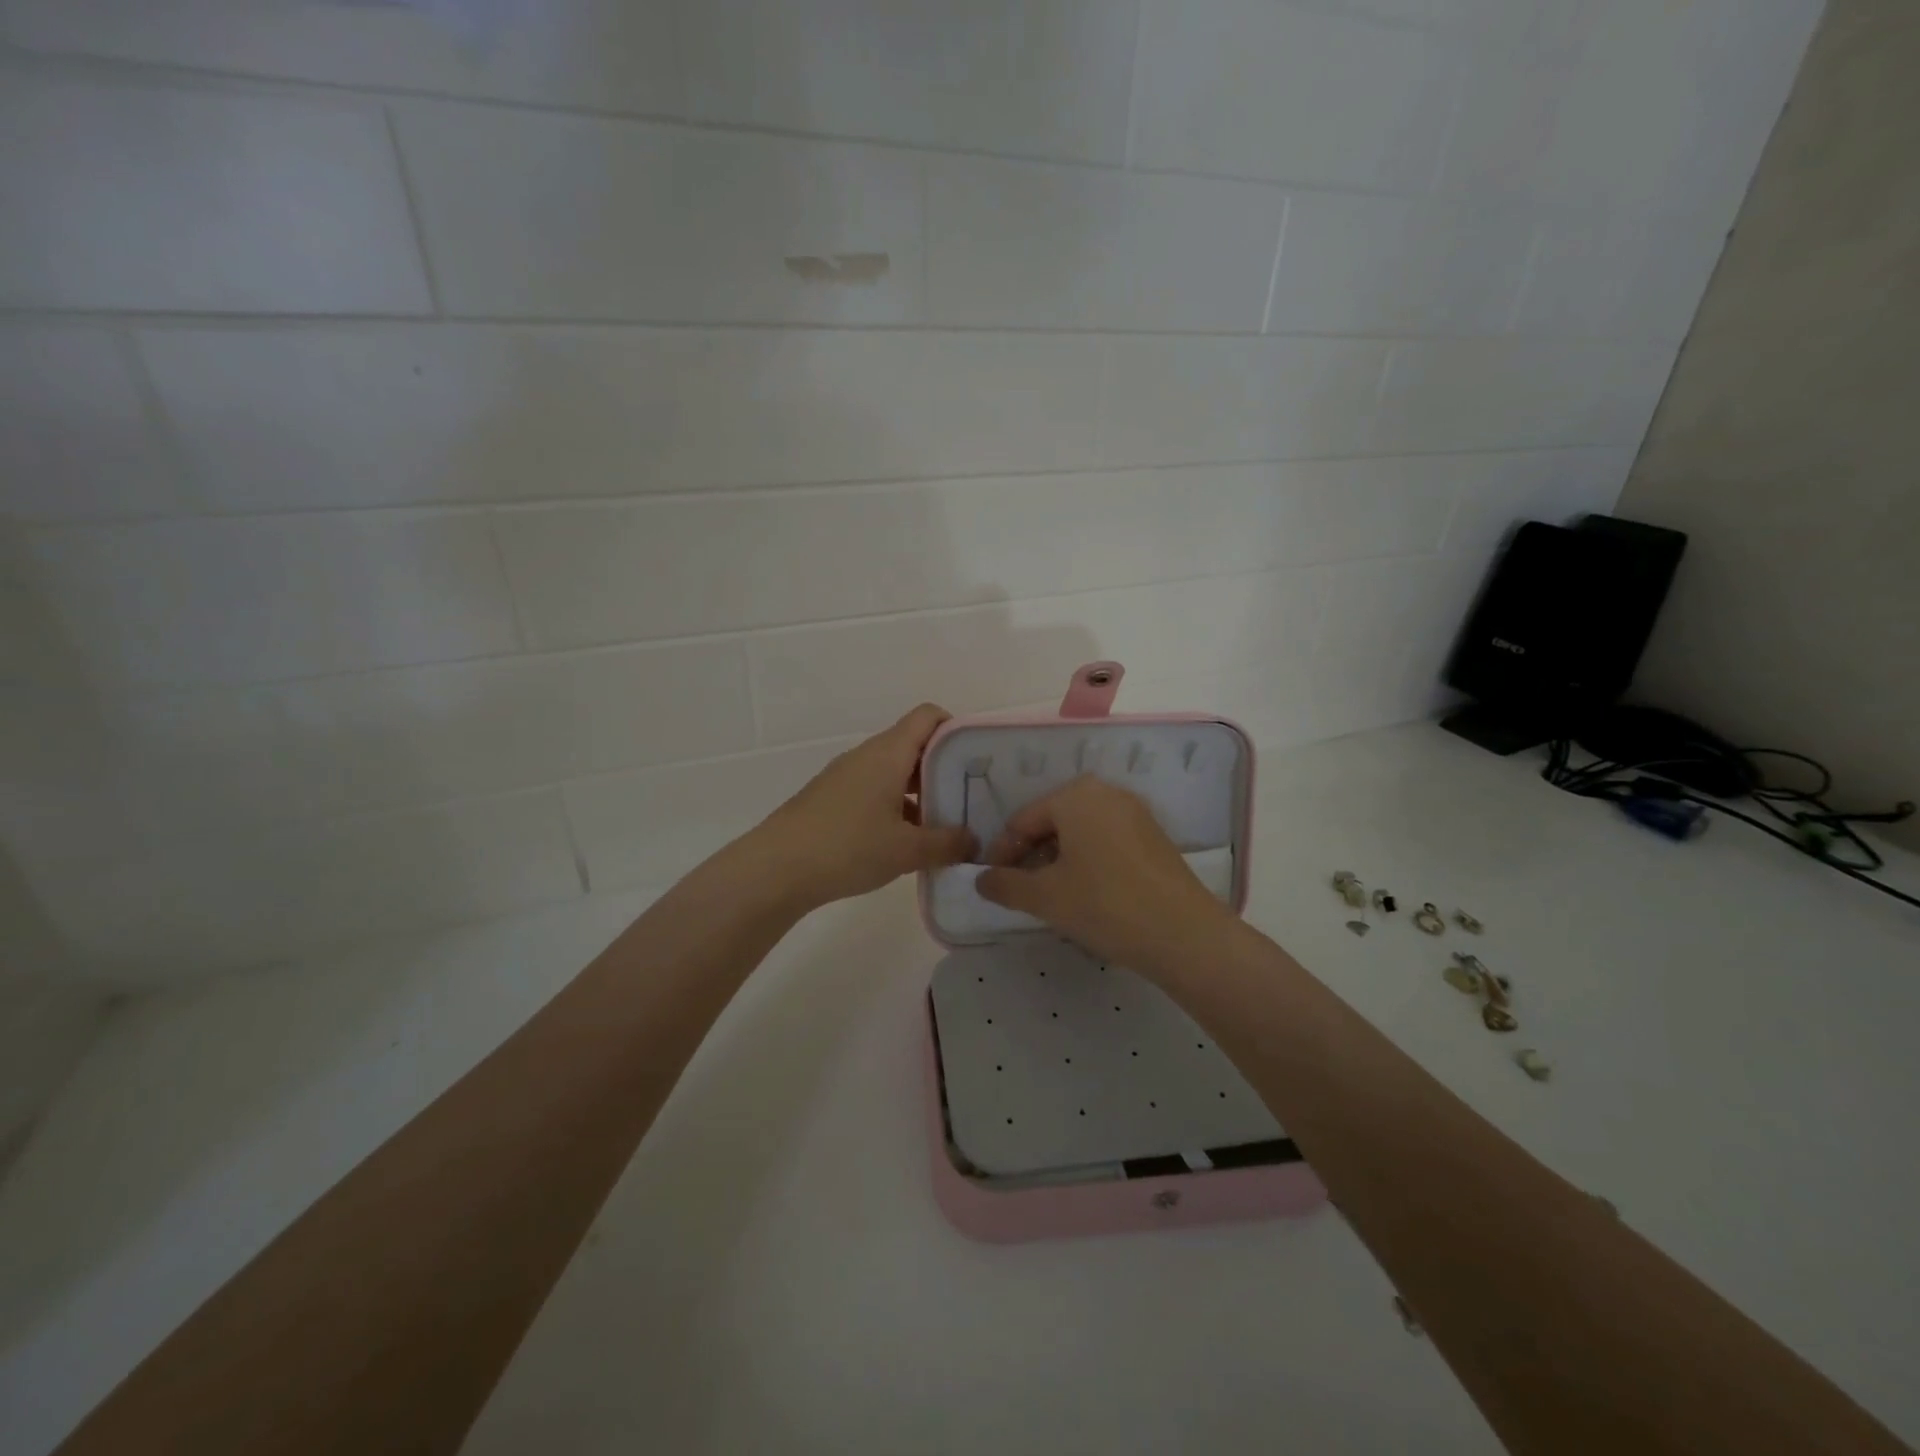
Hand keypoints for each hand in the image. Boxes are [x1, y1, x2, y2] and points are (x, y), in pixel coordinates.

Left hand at [748, 703, 977, 912]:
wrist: (775, 869)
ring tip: (941, 827)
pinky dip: (895, 807)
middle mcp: (867, 756)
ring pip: (894, 772)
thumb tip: (972, 840)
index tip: (976, 760)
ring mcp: (846, 776)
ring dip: (920, 793)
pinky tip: (904, 843)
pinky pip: (874, 791)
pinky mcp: (831, 799)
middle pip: (914, 745)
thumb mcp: (906, 850)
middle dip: (944, 769)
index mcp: (888, 753)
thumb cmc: (847, 847)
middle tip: (969, 799)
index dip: (956, 729)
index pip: (928, 716)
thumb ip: (947, 843)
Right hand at [976, 776, 1233, 976]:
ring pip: (1079, 833)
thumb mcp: (1045, 897)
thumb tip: (981, 880)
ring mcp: (1134, 813)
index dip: (1002, 854)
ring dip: (1058, 861)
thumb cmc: (1104, 904)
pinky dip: (1086, 861)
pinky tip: (1086, 894)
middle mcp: (1105, 792)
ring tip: (1051, 896)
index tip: (992, 885)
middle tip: (1021, 891)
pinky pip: (1105, 841)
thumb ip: (1005, 885)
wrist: (1184, 934)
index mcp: (1075, 795)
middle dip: (1031, 856)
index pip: (1022, 821)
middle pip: (1051, 822)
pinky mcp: (1153, 836)